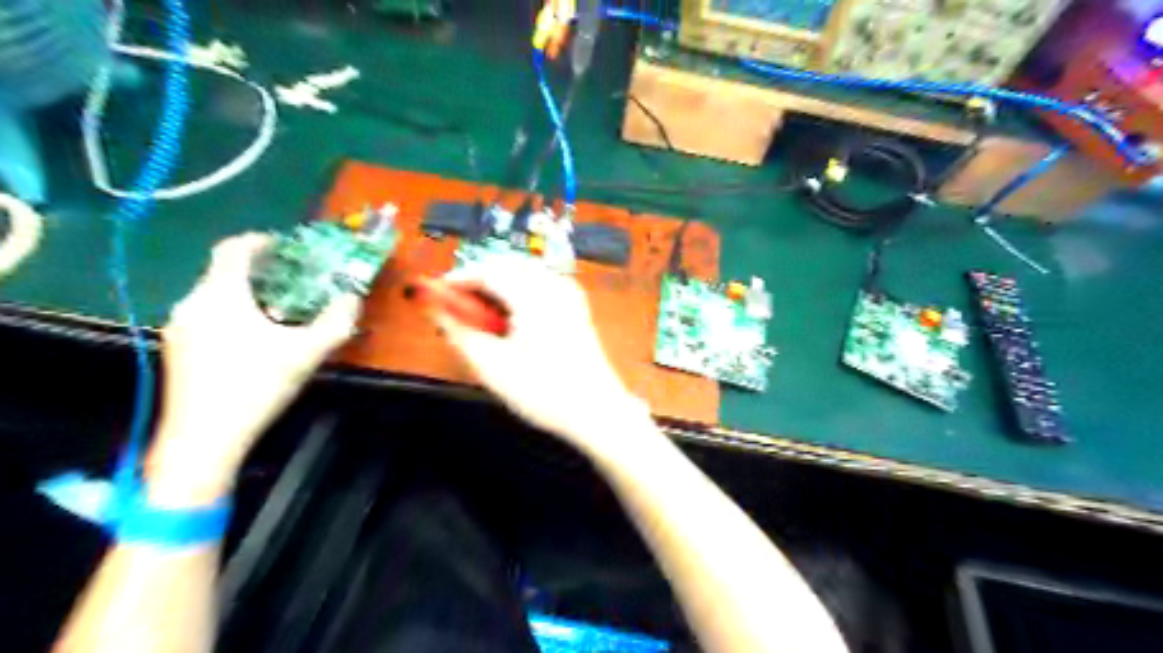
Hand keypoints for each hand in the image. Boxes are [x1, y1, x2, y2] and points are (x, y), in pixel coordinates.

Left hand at [147, 236, 359, 504]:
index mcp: (221, 295)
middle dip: (259, 271)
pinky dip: (230, 313)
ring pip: (213, 296)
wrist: (203, 439)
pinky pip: (205, 316)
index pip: (233, 249)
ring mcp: (179, 328)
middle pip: (223, 272)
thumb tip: (353, 298)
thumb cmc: (256, 386)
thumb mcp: (306, 353)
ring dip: (245, 293)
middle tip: (293, 280)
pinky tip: (252, 338)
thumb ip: (335, 322)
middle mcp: (192, 303)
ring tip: (278, 309)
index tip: (286, 245)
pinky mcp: (175, 350)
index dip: (260, 241)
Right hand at [425, 257, 649, 455]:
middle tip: (455, 307)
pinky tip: (511, 317)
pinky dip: (518, 290)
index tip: (433, 296)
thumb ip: (459, 331)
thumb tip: (435, 307)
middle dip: (476, 280)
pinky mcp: (576, 306)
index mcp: (533, 296)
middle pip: (506, 265)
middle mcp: (554, 285)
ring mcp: (569, 294)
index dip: (456, 279)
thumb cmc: (543, 392)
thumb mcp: (492, 367)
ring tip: (480, 316)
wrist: (596, 410)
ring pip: (523, 272)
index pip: (487, 270)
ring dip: (497, 284)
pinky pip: (540, 283)